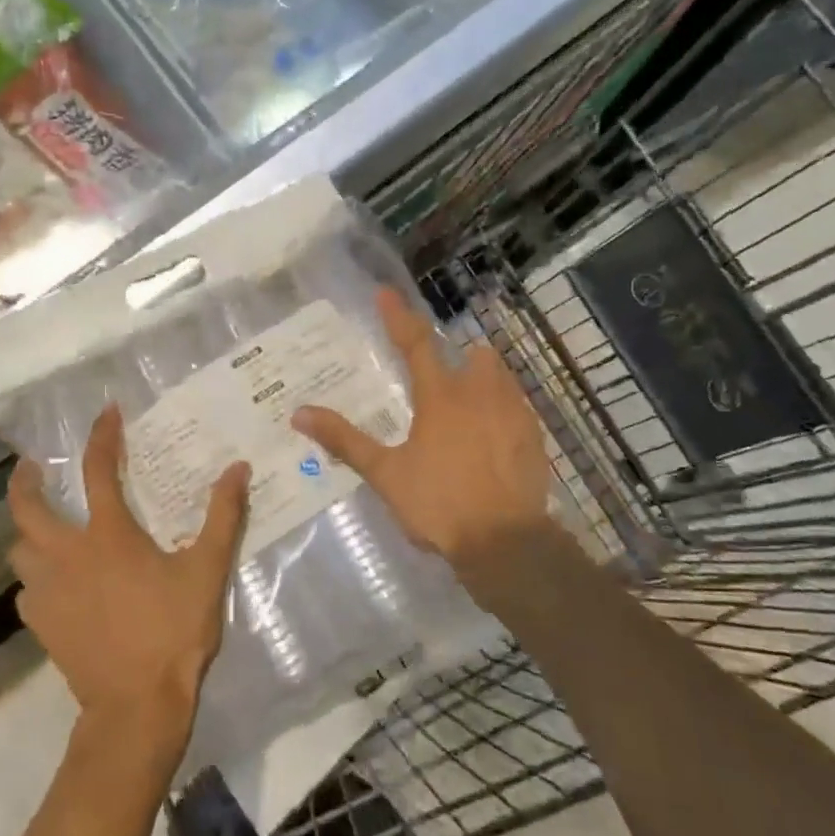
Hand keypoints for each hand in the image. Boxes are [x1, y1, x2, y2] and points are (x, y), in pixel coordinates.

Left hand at [8, 405, 249, 745]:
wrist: (136, 705)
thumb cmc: (173, 630)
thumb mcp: (207, 570)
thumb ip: (224, 516)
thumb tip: (237, 468)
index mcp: (108, 535)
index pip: (97, 469)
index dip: (101, 436)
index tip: (106, 413)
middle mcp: (67, 555)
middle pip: (27, 508)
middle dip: (25, 481)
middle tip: (34, 468)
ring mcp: (47, 592)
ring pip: (19, 550)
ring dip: (28, 533)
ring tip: (44, 528)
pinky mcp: (41, 624)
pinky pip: (27, 590)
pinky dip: (36, 578)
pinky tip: (55, 585)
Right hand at [293, 286, 549, 579]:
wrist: (505, 543)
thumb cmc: (439, 504)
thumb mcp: (385, 474)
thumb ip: (345, 440)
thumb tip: (300, 413)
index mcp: (440, 397)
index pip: (415, 344)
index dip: (398, 316)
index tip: (385, 292)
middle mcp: (480, 394)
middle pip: (474, 354)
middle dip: (460, 357)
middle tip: (442, 379)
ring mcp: (514, 413)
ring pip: (501, 377)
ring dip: (484, 380)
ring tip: (469, 406)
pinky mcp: (534, 437)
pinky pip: (519, 407)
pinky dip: (504, 410)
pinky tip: (494, 437)